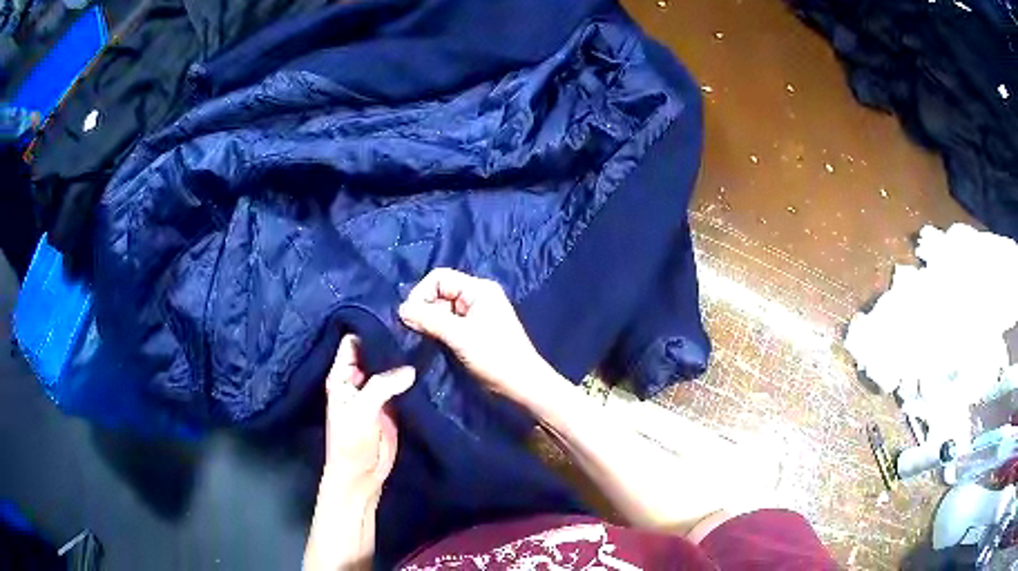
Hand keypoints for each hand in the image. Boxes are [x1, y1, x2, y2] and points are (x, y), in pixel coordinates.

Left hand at [322, 334, 414, 494]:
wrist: (361, 475)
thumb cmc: (351, 442)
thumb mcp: (361, 410)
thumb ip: (382, 386)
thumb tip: (410, 368)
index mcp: (341, 376)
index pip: (352, 342)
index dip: (369, 329)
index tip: (393, 316)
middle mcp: (358, 380)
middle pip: (373, 353)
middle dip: (390, 342)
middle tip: (415, 327)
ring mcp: (376, 393)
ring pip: (389, 369)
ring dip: (402, 360)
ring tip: (425, 341)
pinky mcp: (392, 406)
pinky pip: (401, 386)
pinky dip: (411, 378)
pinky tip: (427, 365)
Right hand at [398, 268, 550, 404]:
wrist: (521, 386)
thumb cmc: (496, 357)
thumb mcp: (460, 336)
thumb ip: (430, 320)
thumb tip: (401, 310)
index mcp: (478, 289)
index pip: (439, 278)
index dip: (421, 293)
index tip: (409, 316)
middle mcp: (476, 297)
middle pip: (438, 293)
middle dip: (423, 309)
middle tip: (413, 331)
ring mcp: (474, 315)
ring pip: (440, 310)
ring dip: (428, 322)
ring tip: (420, 339)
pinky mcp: (471, 332)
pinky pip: (447, 324)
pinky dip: (436, 331)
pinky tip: (429, 343)